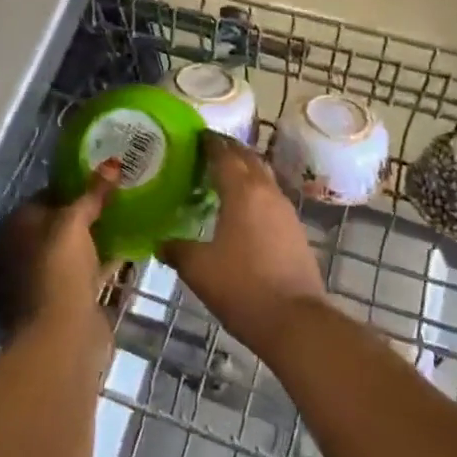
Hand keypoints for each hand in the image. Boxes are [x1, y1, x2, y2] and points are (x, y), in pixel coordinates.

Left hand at [0, 162, 120, 336]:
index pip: (40, 199)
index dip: (70, 189)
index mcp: (7, 232)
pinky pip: (82, 275)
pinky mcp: (58, 307)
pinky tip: (125, 251)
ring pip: (67, 254)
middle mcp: (14, 257)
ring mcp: (35, 285)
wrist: (61, 339)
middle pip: (53, 227)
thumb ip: (92, 193)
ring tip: (124, 220)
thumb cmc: (57, 270)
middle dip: (82, 216)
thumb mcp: (74, 223)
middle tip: (115, 199)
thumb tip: (113, 163)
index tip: (100, 181)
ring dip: (91, 241)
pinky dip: (99, 264)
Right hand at [162, 133, 327, 355]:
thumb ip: (177, 249)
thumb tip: (160, 243)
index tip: (197, 135)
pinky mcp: (295, 231)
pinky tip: (243, 209)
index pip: (224, 154)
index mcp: (242, 191)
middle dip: (230, 150)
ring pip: (263, 177)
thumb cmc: (242, 287)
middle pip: (248, 159)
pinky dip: (256, 192)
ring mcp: (286, 211)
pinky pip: (271, 198)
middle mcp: (266, 192)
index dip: (210, 143)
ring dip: (245, 170)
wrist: (295, 321)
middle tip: (208, 149)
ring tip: (224, 176)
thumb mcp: (199, 269)